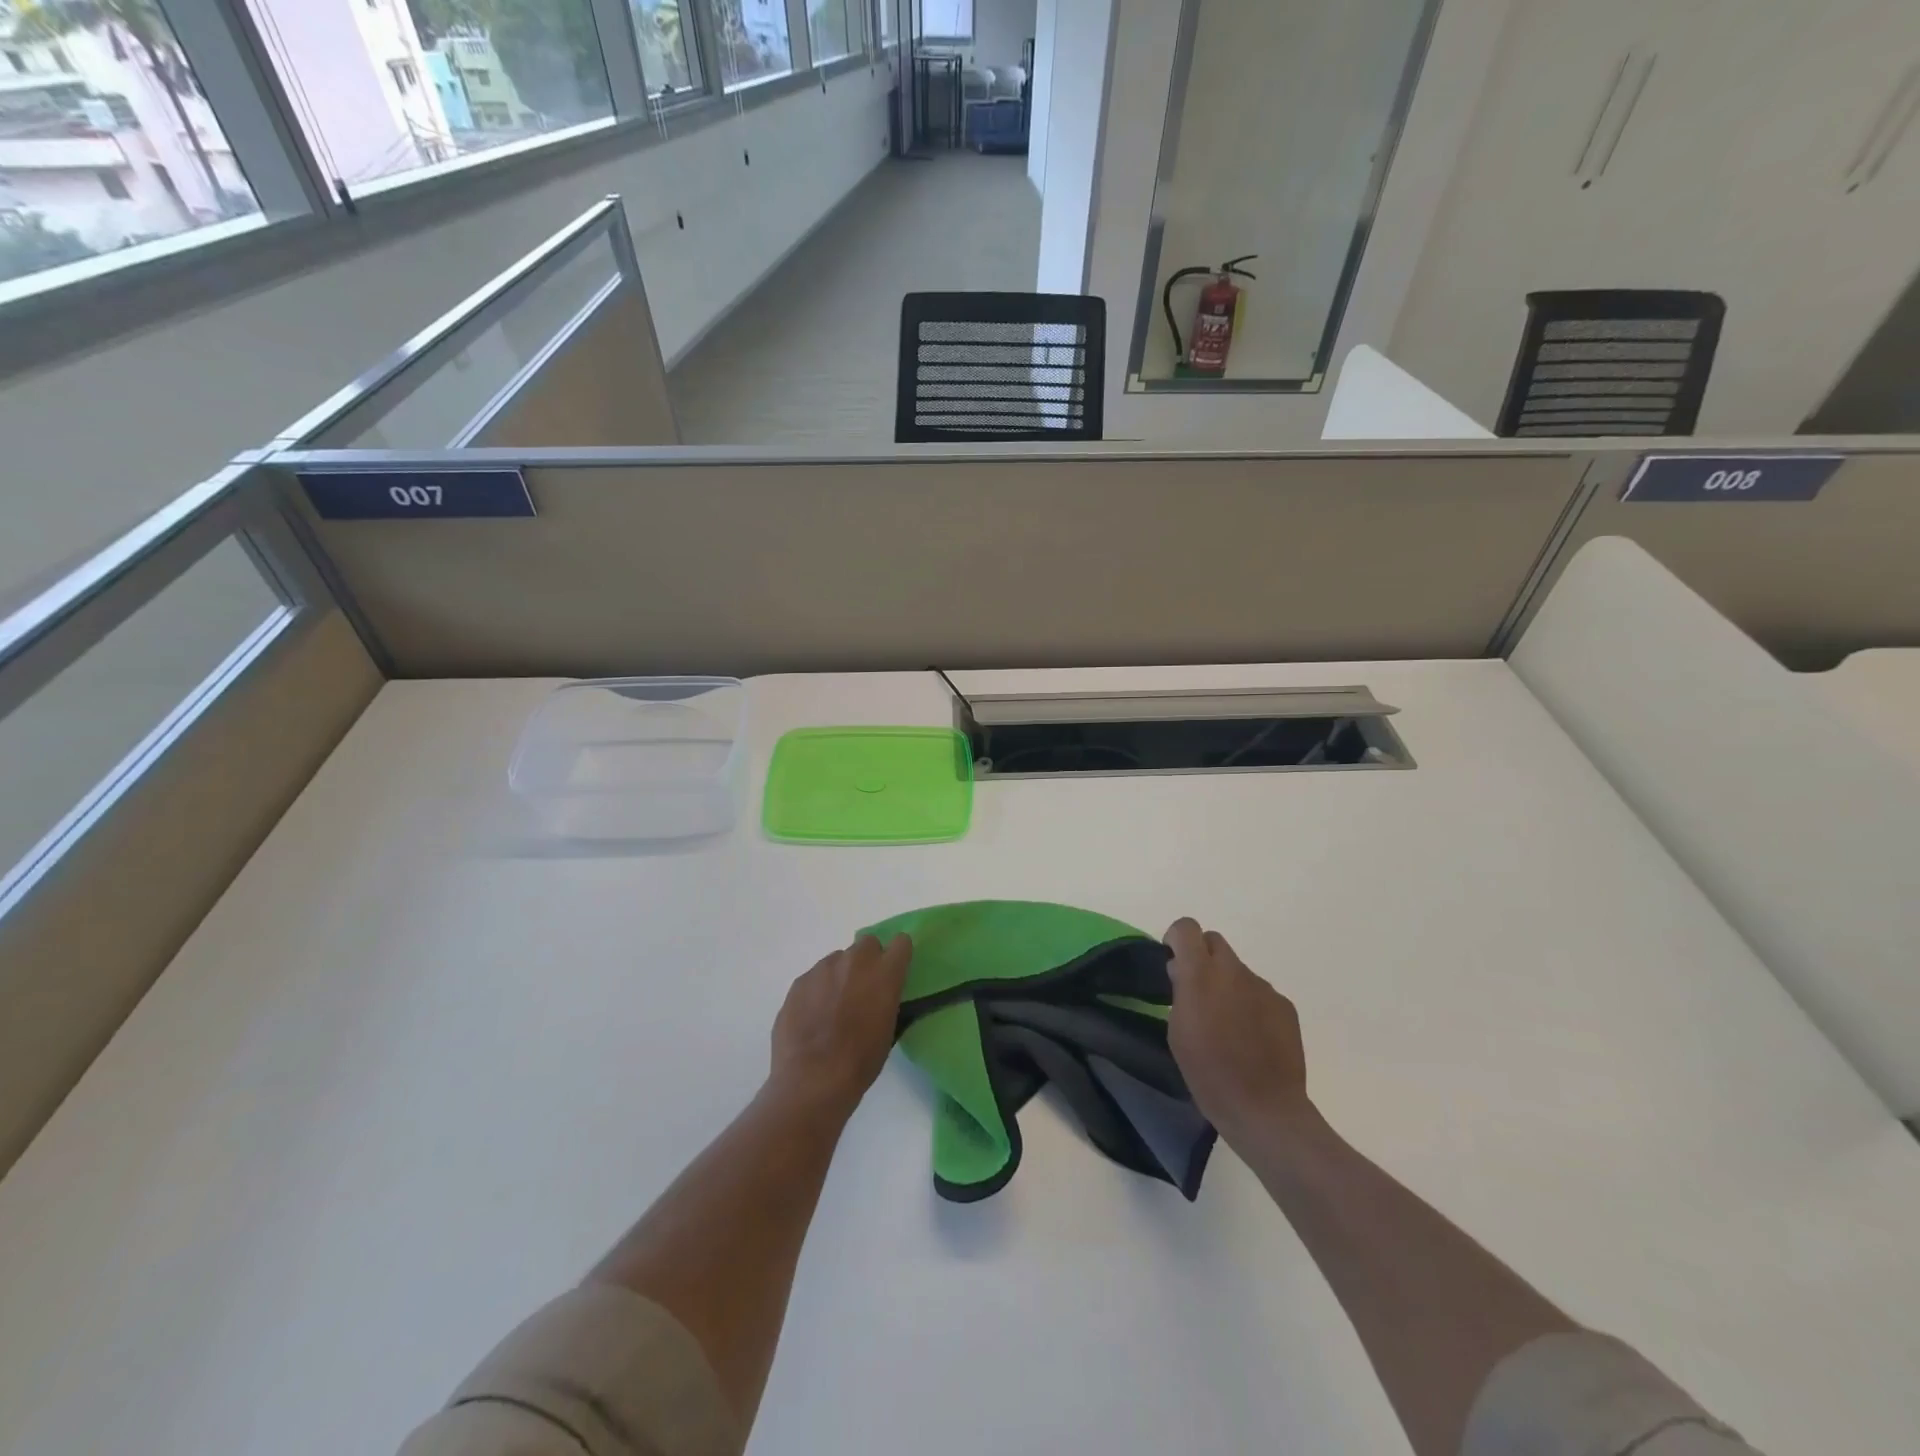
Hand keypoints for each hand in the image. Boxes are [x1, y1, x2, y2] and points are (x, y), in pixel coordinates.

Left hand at [770, 933, 912, 1113]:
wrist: (812, 1079)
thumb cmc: (860, 1061)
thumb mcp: (888, 1030)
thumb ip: (886, 999)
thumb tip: (880, 994)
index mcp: (884, 973)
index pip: (901, 943)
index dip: (898, 956)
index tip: (894, 970)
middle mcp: (855, 961)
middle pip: (867, 944)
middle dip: (868, 961)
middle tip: (863, 988)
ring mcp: (823, 968)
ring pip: (838, 960)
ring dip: (841, 975)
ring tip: (833, 1007)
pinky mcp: (799, 982)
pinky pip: (814, 977)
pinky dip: (817, 990)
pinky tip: (812, 1017)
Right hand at [1164, 918, 1310, 1141]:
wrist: (1264, 1109)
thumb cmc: (1208, 1073)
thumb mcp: (1177, 1031)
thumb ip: (1180, 991)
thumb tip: (1182, 971)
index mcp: (1201, 974)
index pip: (1187, 928)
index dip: (1177, 938)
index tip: (1173, 962)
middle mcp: (1234, 971)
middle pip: (1215, 942)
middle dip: (1202, 957)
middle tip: (1197, 991)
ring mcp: (1264, 987)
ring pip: (1238, 970)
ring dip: (1227, 984)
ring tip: (1227, 1024)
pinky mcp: (1285, 1006)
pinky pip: (1259, 992)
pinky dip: (1250, 1004)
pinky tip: (1250, 1037)